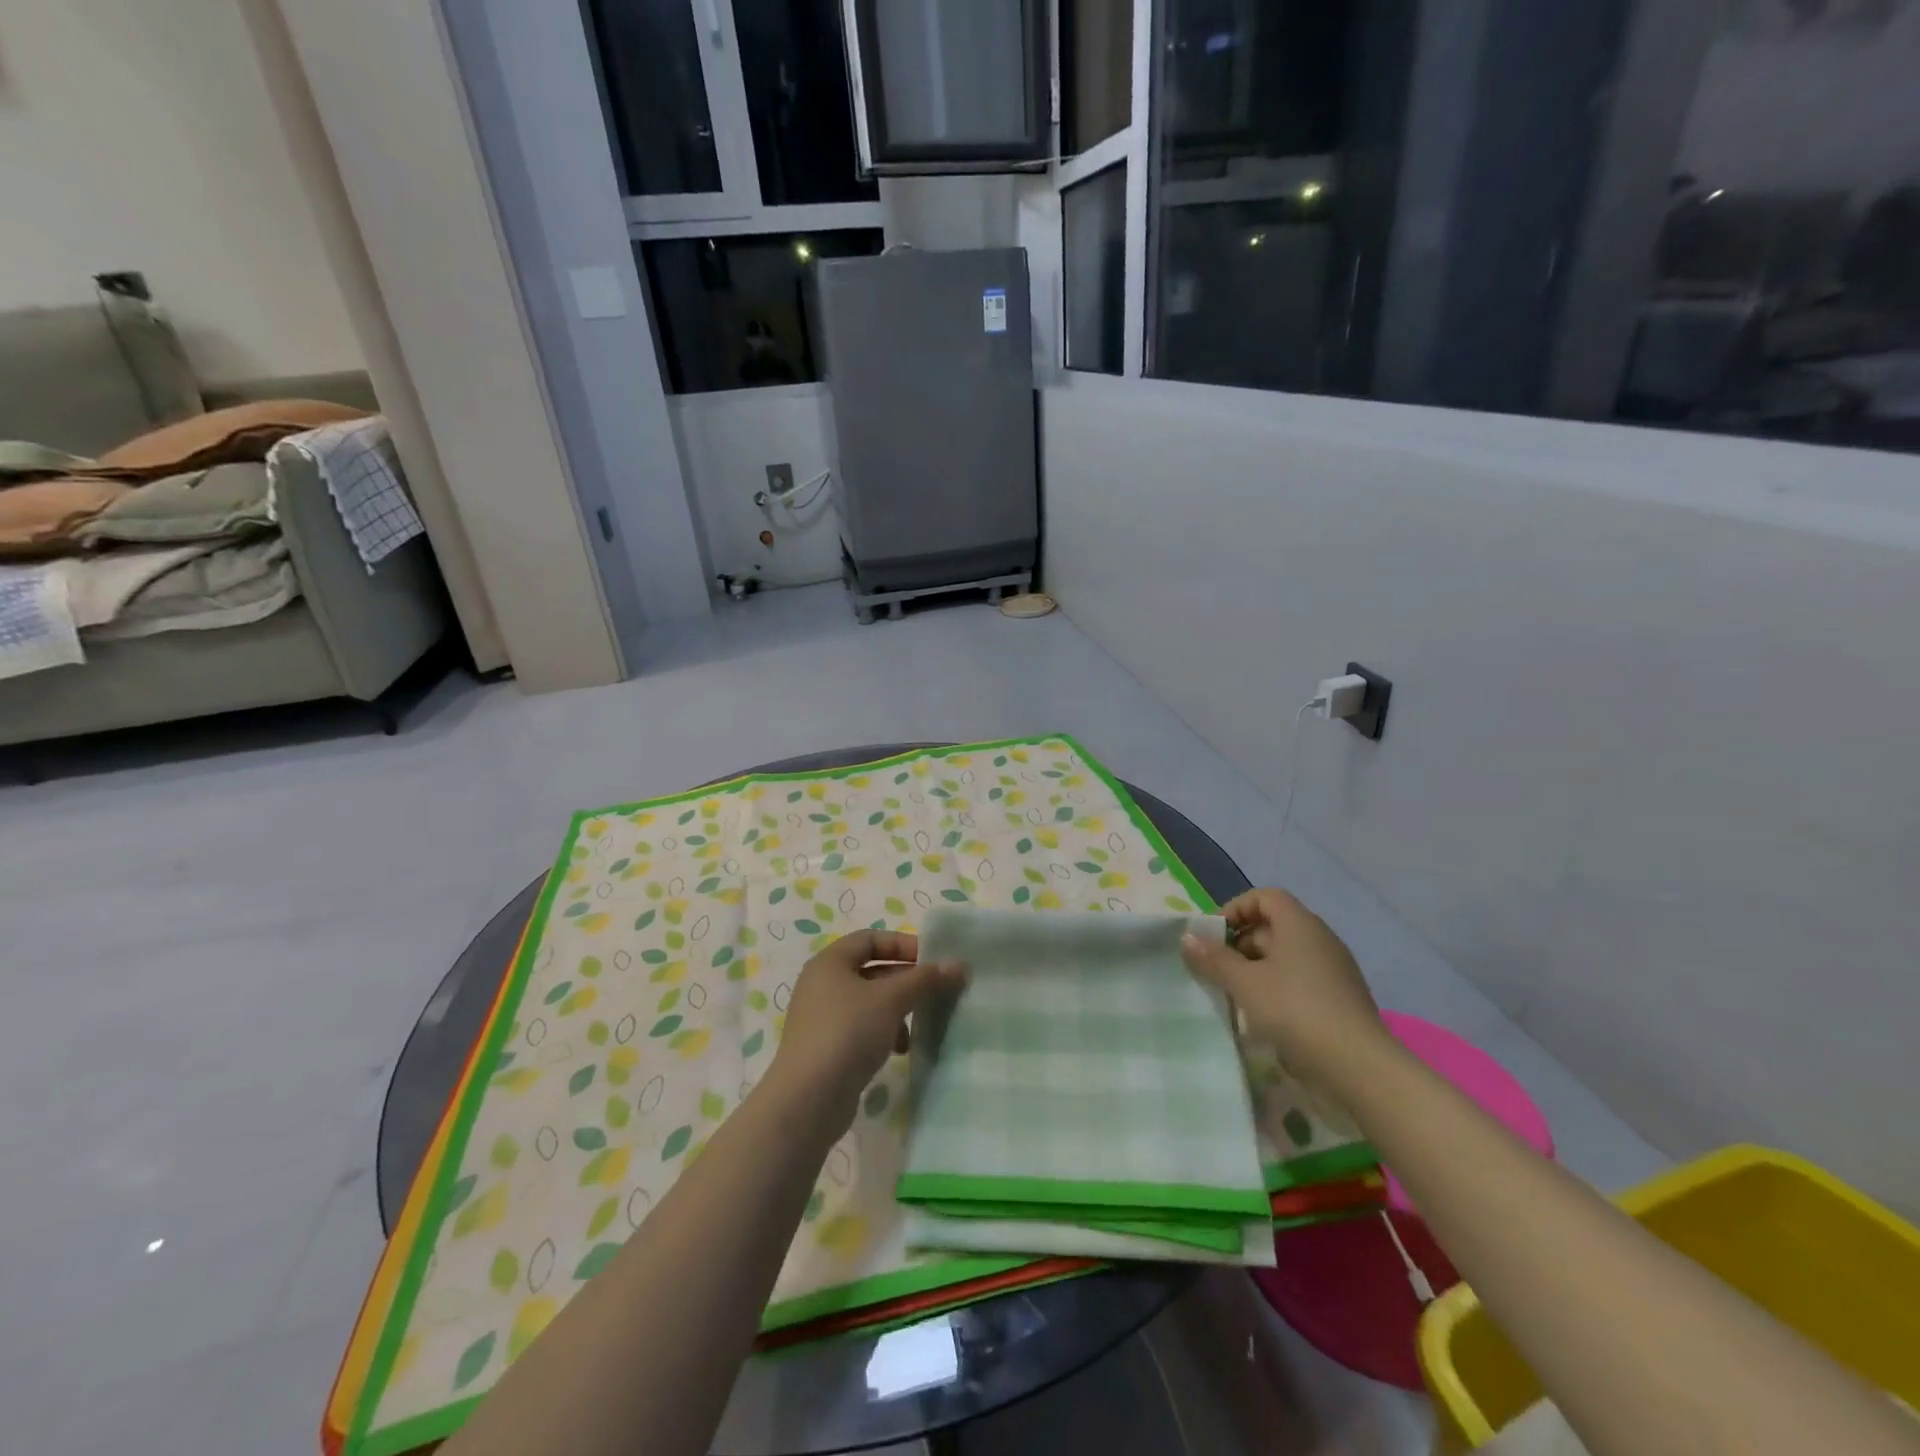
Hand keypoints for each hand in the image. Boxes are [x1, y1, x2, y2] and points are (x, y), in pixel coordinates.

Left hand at [769, 930, 965, 1116]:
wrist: (808, 1100)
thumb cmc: (848, 1033)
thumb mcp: (891, 999)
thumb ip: (925, 979)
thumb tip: (959, 964)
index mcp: (830, 962)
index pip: (871, 939)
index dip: (903, 944)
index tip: (933, 961)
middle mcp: (822, 984)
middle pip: (872, 970)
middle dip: (905, 980)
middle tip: (935, 991)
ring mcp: (822, 1018)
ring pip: (870, 1002)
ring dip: (897, 1009)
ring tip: (918, 1024)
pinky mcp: (827, 1048)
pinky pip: (862, 1028)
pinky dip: (884, 1032)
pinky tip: (900, 1049)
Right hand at [1180, 888, 1387, 1090]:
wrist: (1359, 1068)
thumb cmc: (1296, 1011)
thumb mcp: (1245, 983)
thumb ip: (1214, 958)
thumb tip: (1188, 937)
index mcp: (1300, 924)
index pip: (1264, 897)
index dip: (1235, 909)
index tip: (1213, 936)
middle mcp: (1320, 939)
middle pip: (1273, 927)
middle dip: (1240, 945)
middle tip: (1216, 970)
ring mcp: (1334, 971)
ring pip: (1285, 958)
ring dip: (1255, 971)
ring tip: (1233, 997)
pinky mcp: (1340, 1000)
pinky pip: (1300, 982)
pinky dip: (1276, 991)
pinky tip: (1262, 1018)